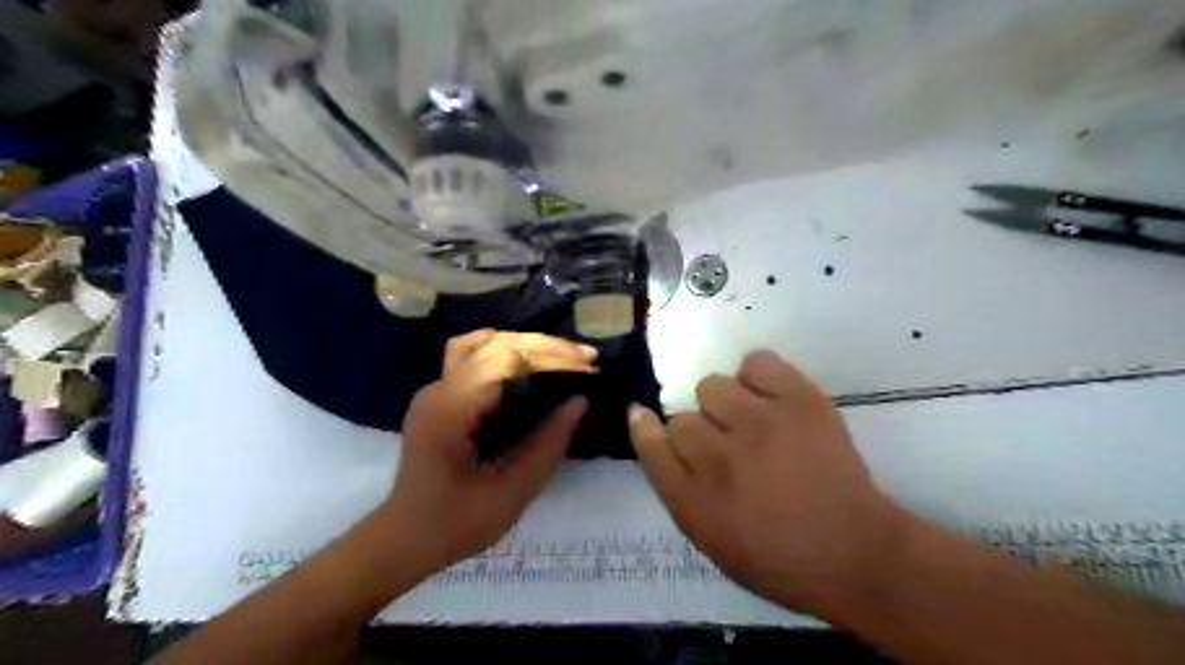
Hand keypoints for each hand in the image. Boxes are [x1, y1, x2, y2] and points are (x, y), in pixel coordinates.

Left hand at [376, 330, 590, 573]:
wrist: (403, 540)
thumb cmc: (455, 524)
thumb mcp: (511, 492)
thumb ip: (548, 444)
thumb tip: (579, 401)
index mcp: (452, 409)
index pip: (506, 357)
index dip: (551, 355)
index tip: (588, 368)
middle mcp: (440, 388)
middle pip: (496, 342)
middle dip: (545, 346)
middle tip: (585, 359)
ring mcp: (436, 389)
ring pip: (483, 342)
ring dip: (525, 344)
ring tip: (561, 358)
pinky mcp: (442, 397)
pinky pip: (476, 358)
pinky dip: (508, 354)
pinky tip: (531, 369)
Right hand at [629, 350, 910, 615]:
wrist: (857, 554)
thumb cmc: (778, 558)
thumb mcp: (709, 538)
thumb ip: (674, 483)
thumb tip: (649, 425)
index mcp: (695, 502)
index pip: (651, 444)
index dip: (646, 427)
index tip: (645, 417)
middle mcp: (720, 459)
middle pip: (681, 418)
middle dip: (699, 433)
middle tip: (728, 448)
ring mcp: (761, 425)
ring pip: (712, 386)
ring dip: (725, 405)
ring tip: (751, 424)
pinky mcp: (800, 401)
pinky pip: (756, 362)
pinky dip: (757, 378)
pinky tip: (770, 401)